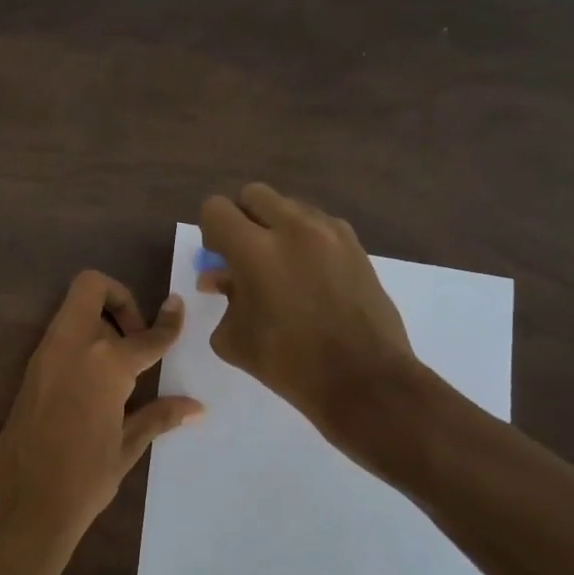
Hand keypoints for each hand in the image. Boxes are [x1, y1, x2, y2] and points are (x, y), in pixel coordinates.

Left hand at [0, 271, 202, 574]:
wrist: (23, 502)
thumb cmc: (84, 478)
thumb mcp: (127, 446)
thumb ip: (159, 416)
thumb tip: (196, 407)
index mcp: (106, 362)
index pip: (146, 335)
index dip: (168, 322)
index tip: (178, 308)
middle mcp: (74, 345)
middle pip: (92, 288)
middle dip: (119, 299)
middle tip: (136, 338)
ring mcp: (46, 354)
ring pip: (73, 309)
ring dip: (99, 320)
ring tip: (121, 365)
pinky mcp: (31, 370)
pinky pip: (60, 336)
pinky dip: (82, 341)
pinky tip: (98, 382)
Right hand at [198, 183, 422, 449]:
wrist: (363, 380)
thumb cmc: (288, 364)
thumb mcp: (234, 337)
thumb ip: (223, 297)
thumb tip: (220, 278)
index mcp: (254, 250)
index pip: (216, 209)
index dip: (210, 231)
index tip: (218, 257)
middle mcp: (293, 228)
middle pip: (254, 194)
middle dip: (243, 219)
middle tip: (245, 255)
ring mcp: (330, 233)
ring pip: (290, 206)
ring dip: (276, 226)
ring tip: (280, 266)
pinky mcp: (356, 245)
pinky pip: (320, 224)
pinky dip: (306, 239)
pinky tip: (309, 275)